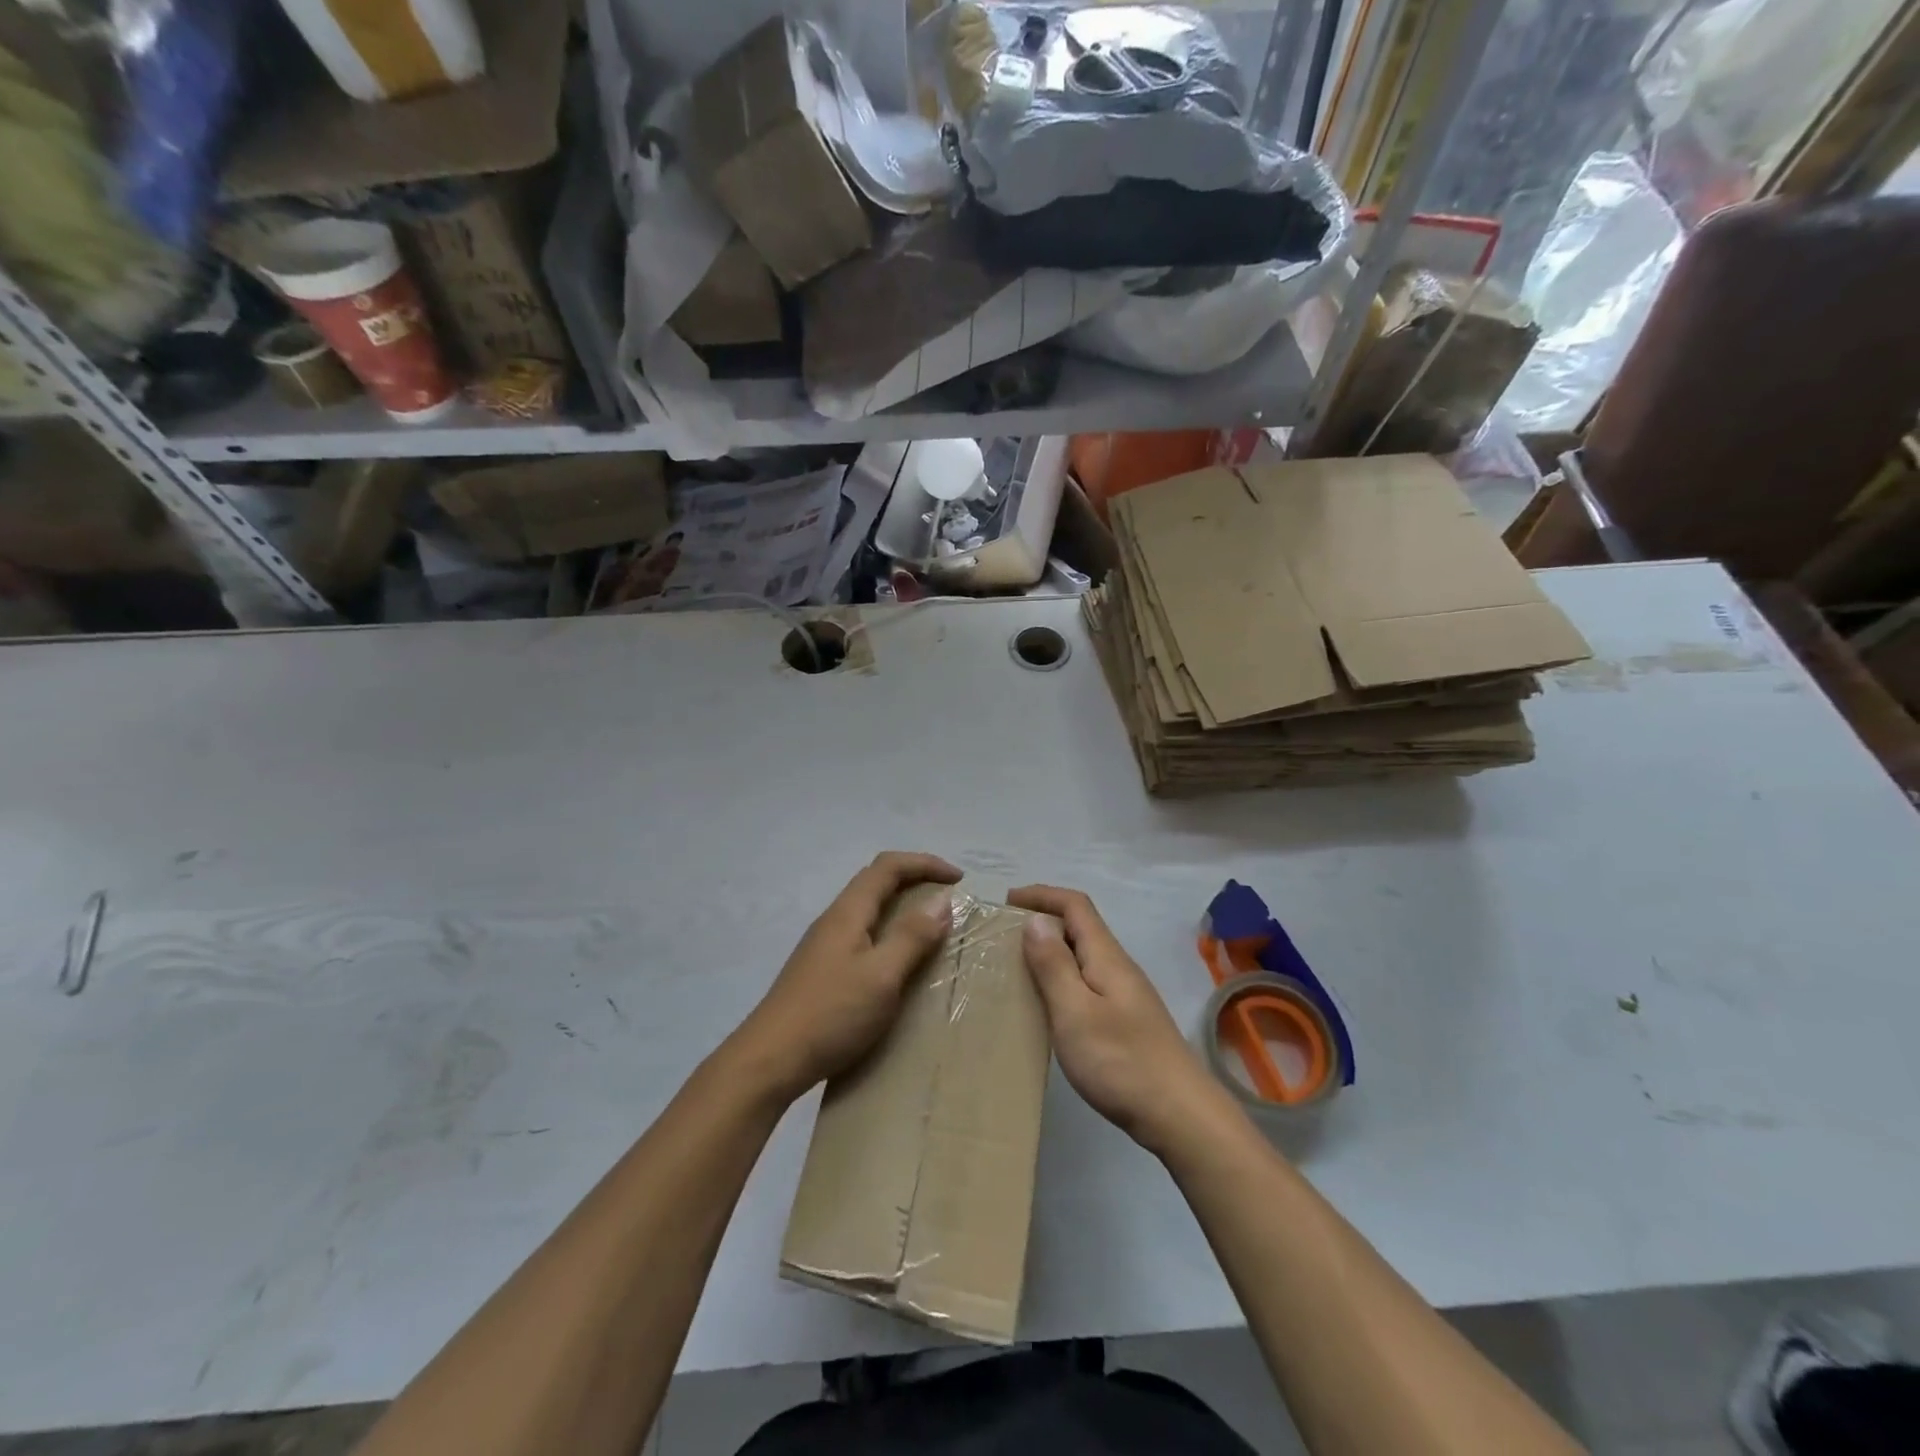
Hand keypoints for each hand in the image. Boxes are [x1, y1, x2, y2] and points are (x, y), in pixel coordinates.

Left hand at [729, 852, 961, 1103]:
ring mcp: (824, 946)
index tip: (958, 879)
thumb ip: (912, 937)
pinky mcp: (821, 971)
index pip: (888, 867)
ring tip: (930, 929)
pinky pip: (863, 936)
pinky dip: (889, 934)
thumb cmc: (831, 1013)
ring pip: (868, 911)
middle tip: (948, 899)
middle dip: (915, 880)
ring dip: (901, 909)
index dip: (924, 863)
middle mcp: (834, 920)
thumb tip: (942, 901)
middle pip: (876, 882)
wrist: (770, 1060)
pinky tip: (897, 963)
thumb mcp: (882, 975)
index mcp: (848, 912)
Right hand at [1009, 884, 1231, 1155]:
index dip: (1042, 894)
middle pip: (1079, 927)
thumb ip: (1054, 965)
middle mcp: (1117, 967)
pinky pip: (1086, 982)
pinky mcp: (1124, 1020)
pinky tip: (1046, 1004)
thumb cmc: (1121, 1061)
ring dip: (1050, 951)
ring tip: (1016, 967)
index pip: (1075, 905)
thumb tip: (1034, 920)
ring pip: (1082, 956)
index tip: (1007, 901)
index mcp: (1106, 956)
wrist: (1179, 1115)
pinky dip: (1060, 978)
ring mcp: (1124, 994)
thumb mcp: (1075, 1012)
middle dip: (1042, 920)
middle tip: (1003, 936)